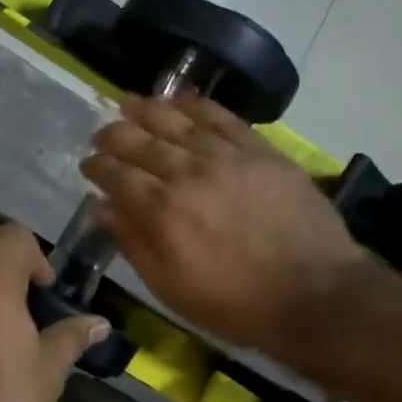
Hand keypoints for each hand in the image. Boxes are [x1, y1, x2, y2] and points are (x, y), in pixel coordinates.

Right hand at [81, 93, 371, 351]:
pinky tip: (181, 100)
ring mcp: (226, 157)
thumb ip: (132, 242)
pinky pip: (223, 118)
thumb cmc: (233, 302)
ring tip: (129, 104)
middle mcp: (187, 173)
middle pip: (140, 141)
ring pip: (177, 122)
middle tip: (102, 134)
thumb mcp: (168, 286)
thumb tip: (101, 207)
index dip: (96, 167)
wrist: (312, 295)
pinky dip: (198, 105)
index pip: (116, 175)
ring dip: (147, 110)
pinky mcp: (261, 152)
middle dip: (113, 135)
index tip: (88, 165)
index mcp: (160, 210)